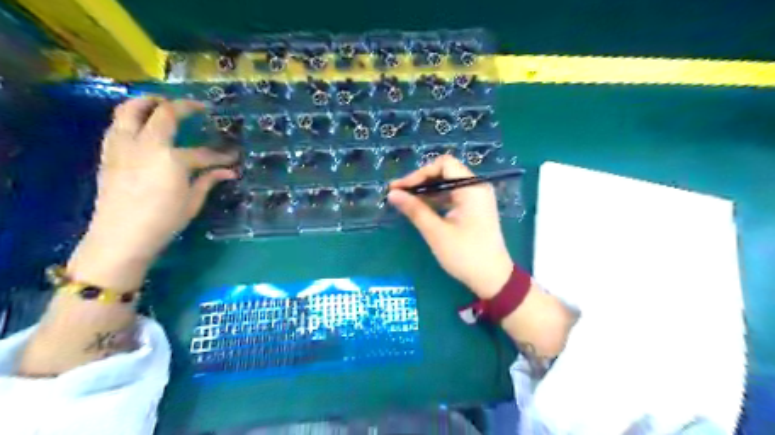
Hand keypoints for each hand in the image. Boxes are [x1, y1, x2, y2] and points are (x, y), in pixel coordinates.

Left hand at [67, 98, 235, 289]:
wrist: (121, 235)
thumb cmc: (163, 221)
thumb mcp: (192, 201)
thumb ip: (209, 180)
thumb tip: (230, 171)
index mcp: (172, 159)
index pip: (203, 152)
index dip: (221, 155)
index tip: (233, 157)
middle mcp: (147, 144)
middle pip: (164, 113)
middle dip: (184, 106)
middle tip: (197, 107)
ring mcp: (123, 146)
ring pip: (130, 109)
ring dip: (148, 101)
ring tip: (162, 102)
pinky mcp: (108, 153)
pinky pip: (118, 125)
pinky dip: (130, 117)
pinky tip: (140, 124)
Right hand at [390, 154, 512, 298]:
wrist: (493, 279)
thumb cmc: (465, 255)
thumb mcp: (436, 232)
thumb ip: (415, 209)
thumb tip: (392, 194)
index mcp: (472, 188)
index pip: (443, 164)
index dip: (419, 173)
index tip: (401, 188)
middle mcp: (476, 188)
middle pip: (445, 172)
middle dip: (420, 181)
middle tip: (398, 194)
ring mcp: (476, 198)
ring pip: (447, 185)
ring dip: (426, 191)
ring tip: (405, 201)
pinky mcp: (474, 210)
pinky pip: (452, 197)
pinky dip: (436, 200)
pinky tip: (421, 209)